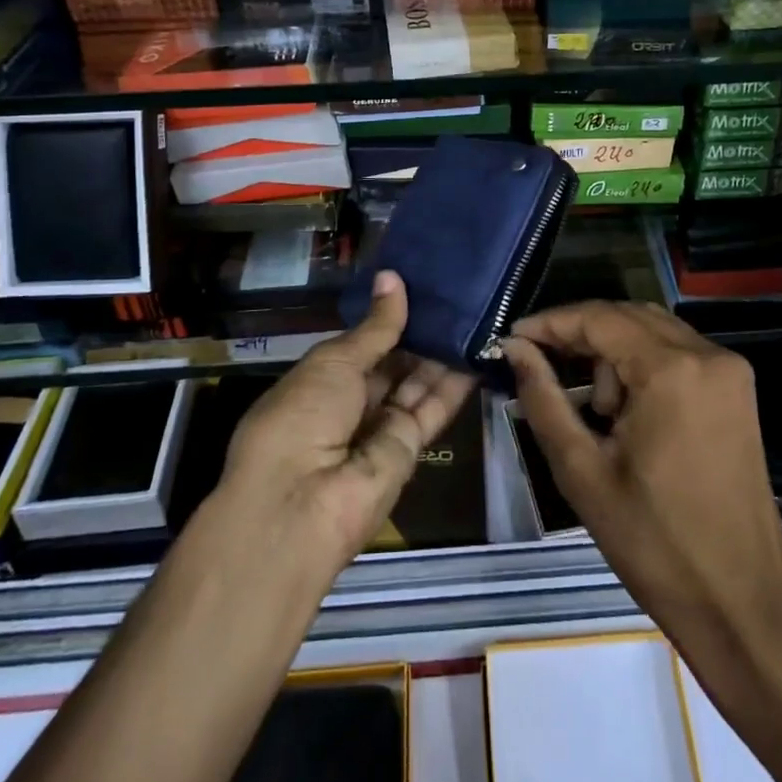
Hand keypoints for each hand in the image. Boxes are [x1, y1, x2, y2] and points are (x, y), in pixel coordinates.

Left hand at [219, 270, 476, 578]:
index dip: (388, 317)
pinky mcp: (410, 448)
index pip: (363, 343)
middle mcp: (352, 402)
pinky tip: (479, 348)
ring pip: (417, 382)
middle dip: (420, 332)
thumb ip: (375, 326)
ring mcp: (381, 427)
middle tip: (457, 293)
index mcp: (322, 379)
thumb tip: (392, 277)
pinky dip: (456, 382)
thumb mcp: (334, 361)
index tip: (421, 284)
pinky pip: (434, 408)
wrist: (302, 504)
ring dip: (442, 352)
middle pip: (393, 362)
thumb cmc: (302, 416)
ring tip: (474, 312)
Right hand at [505, 302, 781, 658]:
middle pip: (628, 316)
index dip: (551, 323)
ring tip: (594, 409)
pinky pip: (678, 353)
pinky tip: (626, 410)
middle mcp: (708, 355)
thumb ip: (543, 398)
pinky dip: (643, 364)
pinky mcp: (738, 391)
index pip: (599, 318)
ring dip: (613, 351)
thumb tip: (514, 349)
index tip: (512, 339)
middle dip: (580, 335)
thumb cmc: (655, 545)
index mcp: (672, 370)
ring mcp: (730, 371)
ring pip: (653, 331)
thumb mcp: (582, 471)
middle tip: (541, 366)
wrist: (742, 607)